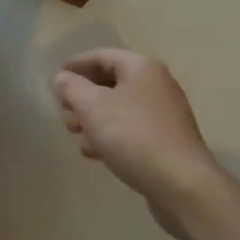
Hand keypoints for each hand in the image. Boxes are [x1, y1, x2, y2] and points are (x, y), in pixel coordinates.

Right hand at [52, 49, 224, 237]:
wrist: (181, 184)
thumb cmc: (132, 135)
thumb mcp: (92, 106)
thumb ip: (71, 87)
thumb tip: (62, 78)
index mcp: (141, 68)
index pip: (102, 56)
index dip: (77, 64)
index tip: (57, 75)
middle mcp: (157, 85)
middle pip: (112, 82)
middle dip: (84, 94)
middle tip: (63, 107)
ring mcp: (165, 115)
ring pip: (121, 108)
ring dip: (94, 117)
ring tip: (73, 131)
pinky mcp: (167, 142)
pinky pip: (132, 130)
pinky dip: (111, 135)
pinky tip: (93, 152)